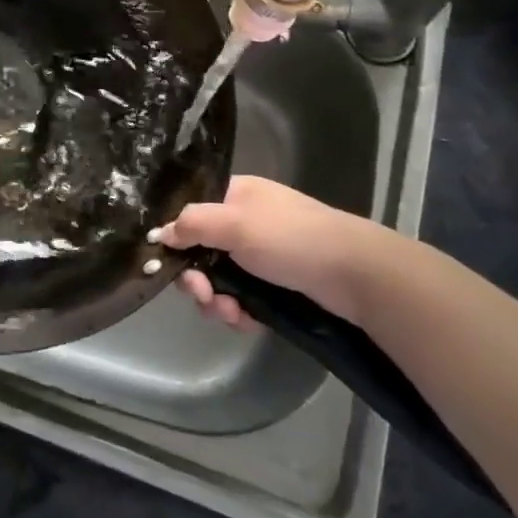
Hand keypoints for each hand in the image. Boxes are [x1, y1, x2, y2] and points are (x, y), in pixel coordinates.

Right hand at [152, 175, 407, 328]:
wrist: (357, 275)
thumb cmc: (291, 239)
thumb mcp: (235, 223)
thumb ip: (192, 224)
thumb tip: (160, 233)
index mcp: (236, 195)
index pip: (192, 211)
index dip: (176, 237)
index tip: (167, 263)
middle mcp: (246, 222)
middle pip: (202, 250)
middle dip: (196, 278)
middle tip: (202, 295)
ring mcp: (262, 255)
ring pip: (220, 279)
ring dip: (216, 300)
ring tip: (229, 313)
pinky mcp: (277, 285)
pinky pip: (242, 298)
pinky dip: (239, 311)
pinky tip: (246, 321)